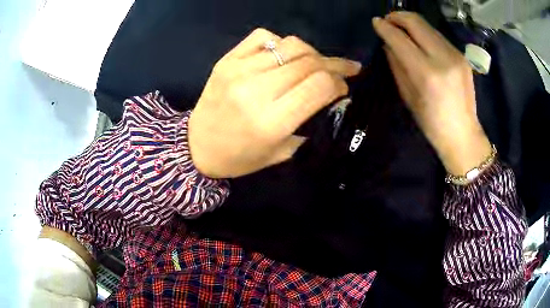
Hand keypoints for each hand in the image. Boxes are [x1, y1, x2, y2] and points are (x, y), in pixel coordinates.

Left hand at [189, 29, 360, 177]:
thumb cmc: (240, 157)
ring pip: (290, 45)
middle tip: (346, 69)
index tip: (344, 87)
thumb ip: (309, 122)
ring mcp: (238, 70)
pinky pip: (263, 37)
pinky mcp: (226, 60)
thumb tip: (333, 94)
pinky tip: (284, 56)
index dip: (339, 82)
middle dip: (334, 64)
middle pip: (309, 62)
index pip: (319, 86)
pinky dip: (281, 43)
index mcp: (271, 121)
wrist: (196, 146)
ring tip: (317, 63)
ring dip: (312, 53)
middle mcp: (255, 91)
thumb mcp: (281, 152)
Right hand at [373, 11, 491, 175]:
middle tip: (388, 20)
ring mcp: (455, 55)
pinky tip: (420, 41)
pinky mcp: (462, 56)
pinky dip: (425, 34)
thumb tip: (388, 43)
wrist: (463, 134)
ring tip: (402, 28)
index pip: (400, 39)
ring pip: (428, 26)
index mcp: (427, 74)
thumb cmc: (432, 123)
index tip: (376, 22)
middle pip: (416, 23)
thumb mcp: (408, 96)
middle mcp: (443, 58)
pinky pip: (438, 36)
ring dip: (411, 23)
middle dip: (398, 16)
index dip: (385, 27)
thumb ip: (397, 65)